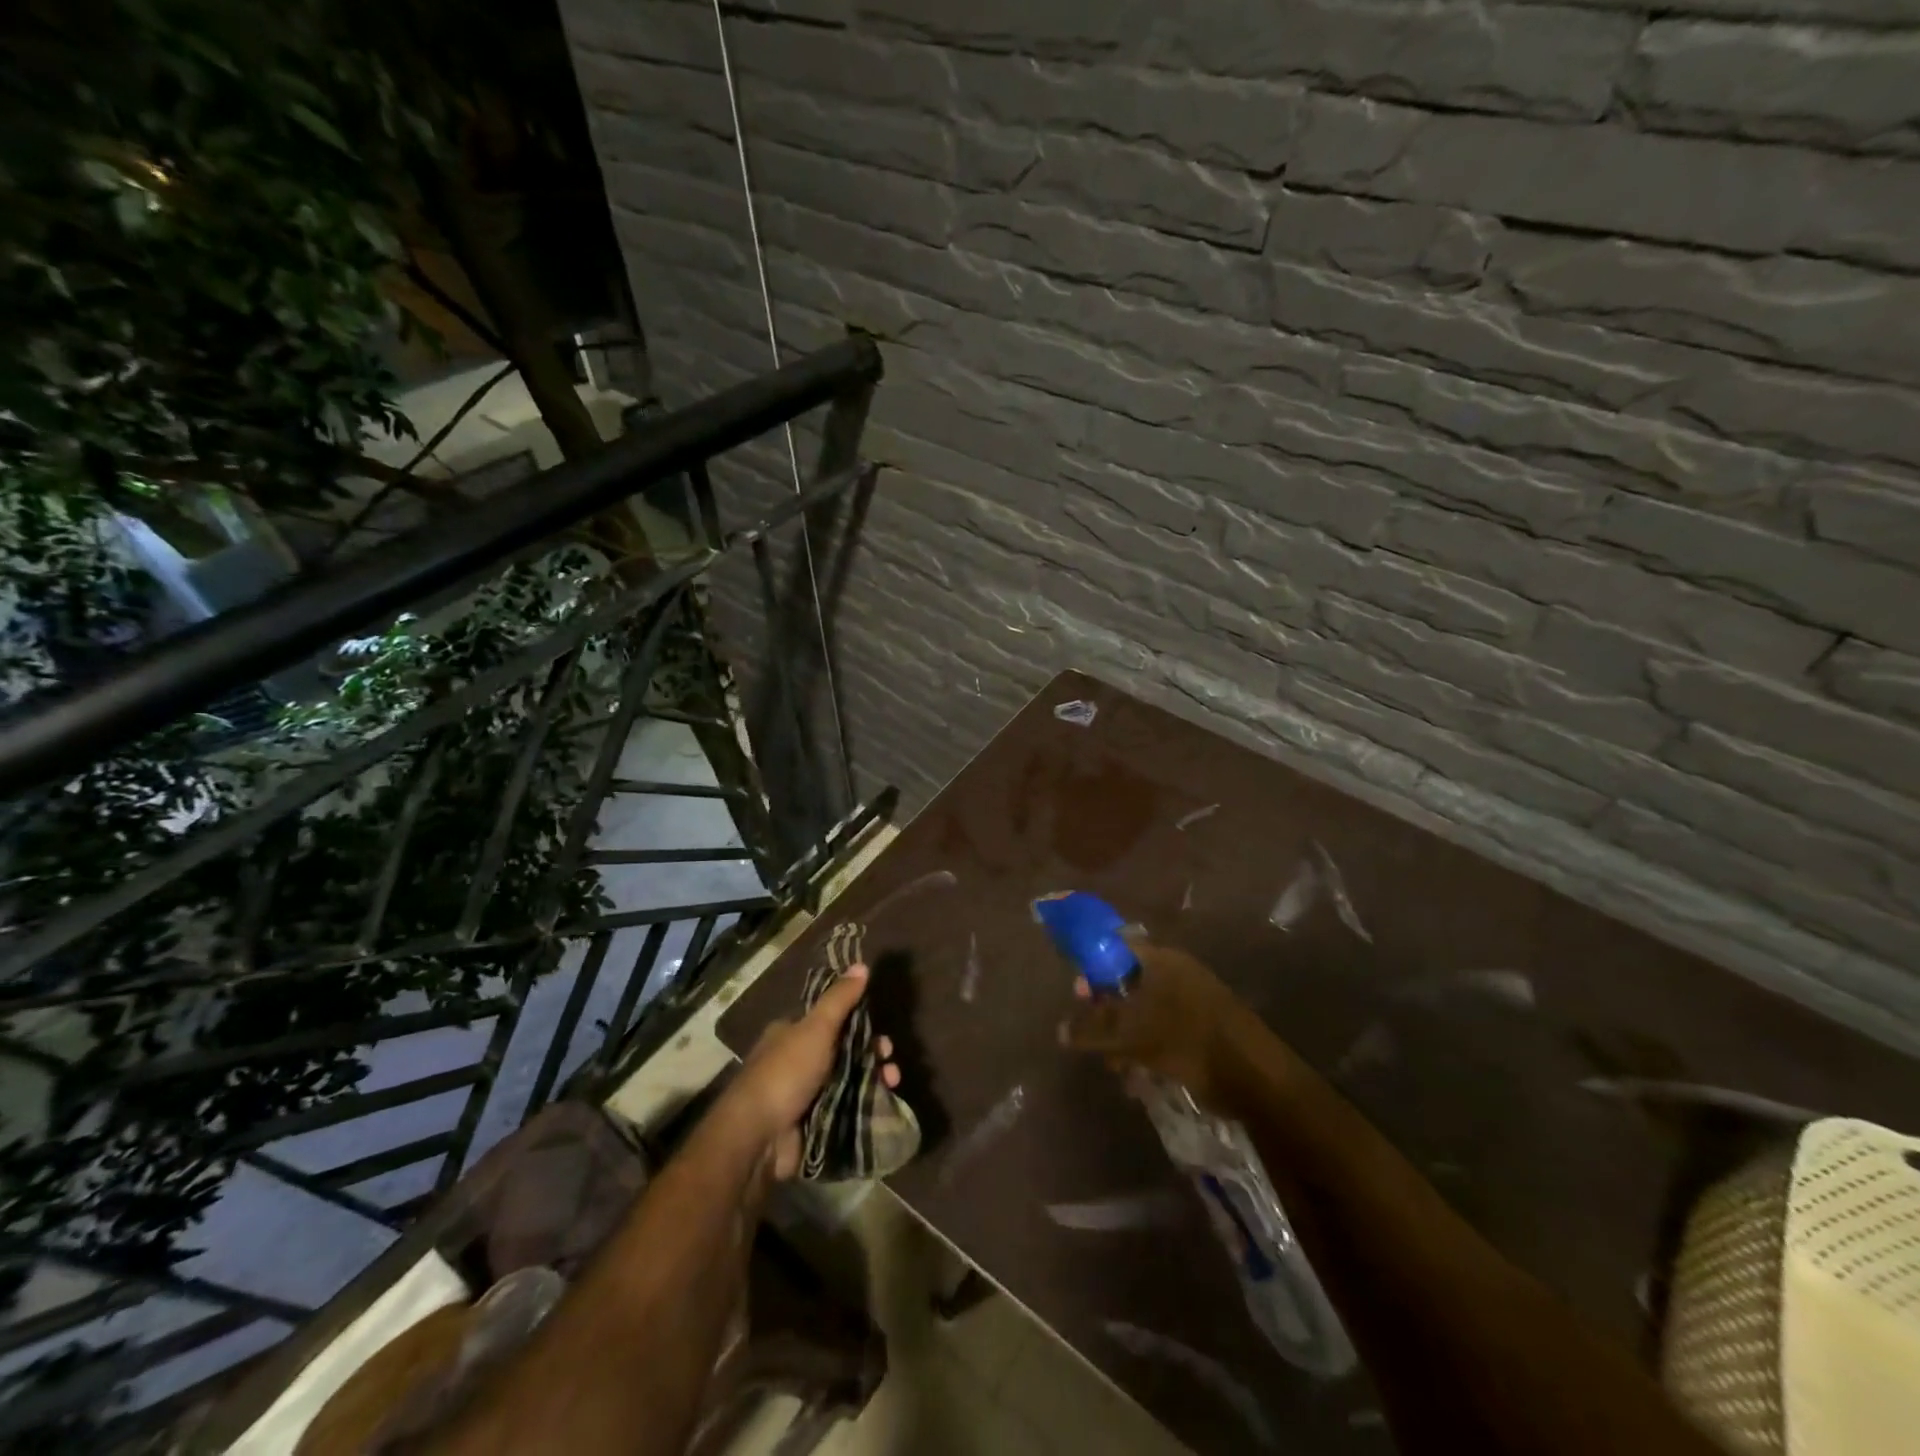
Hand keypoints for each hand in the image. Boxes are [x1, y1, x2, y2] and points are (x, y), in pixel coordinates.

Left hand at [726, 962, 900, 1179]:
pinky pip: (846, 1108)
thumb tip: (861, 964)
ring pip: (849, 1080)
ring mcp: (806, 1094)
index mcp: (792, 1034)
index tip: (881, 1028)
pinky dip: (866, 1105)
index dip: (859, 1022)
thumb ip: (839, 999)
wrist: (759, 1138)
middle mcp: (798, 1061)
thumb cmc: (786, 1073)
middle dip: (871, 1053)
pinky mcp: (814, 1123)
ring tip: (893, 1083)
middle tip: (890, 1059)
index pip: (831, 1020)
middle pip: (844, 1051)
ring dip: (874, 1078)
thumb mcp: (816, 1028)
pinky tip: (885, 1103)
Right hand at [1059, 942, 1256, 1112]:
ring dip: (1125, 1036)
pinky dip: (1147, 1048)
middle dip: (1107, 1010)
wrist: (1254, 1076)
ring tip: (1116, 1068)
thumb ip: (1093, 1031)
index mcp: (1161, 960)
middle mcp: (1177, 972)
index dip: (1093, 967)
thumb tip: (1061, 1030)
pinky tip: (1138, 1076)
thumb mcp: (1132, 1036)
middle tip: (1093, 1036)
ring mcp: (1193, 999)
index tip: (1079, 995)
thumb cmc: (1187, 1041)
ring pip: (1145, 1010)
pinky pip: (1164, 1030)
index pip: (1116, 948)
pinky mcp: (1204, 1027)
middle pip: (1129, 981)